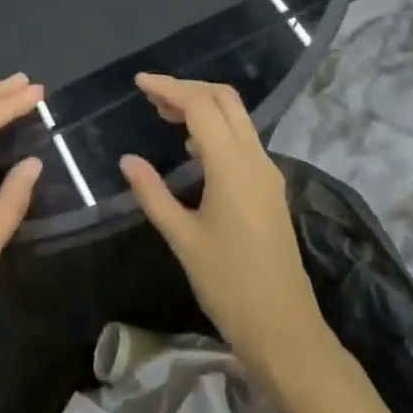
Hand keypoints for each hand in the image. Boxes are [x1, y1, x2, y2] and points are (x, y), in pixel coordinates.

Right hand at [120, 74, 326, 382]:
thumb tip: (128, 160)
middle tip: (151, 96)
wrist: (285, 329)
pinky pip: (242, 139)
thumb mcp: (182, 240)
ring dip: (202, 106)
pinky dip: (215, 127)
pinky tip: (192, 146)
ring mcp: (267, 172)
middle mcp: (255, 159)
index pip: (201, 105)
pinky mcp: (270, 187)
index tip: (139, 82)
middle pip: (224, 99)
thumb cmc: (229, 286)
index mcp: (232, 166)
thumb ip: (153, 194)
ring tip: (164, 115)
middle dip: (188, 89)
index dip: (169, 87)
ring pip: (236, 117)